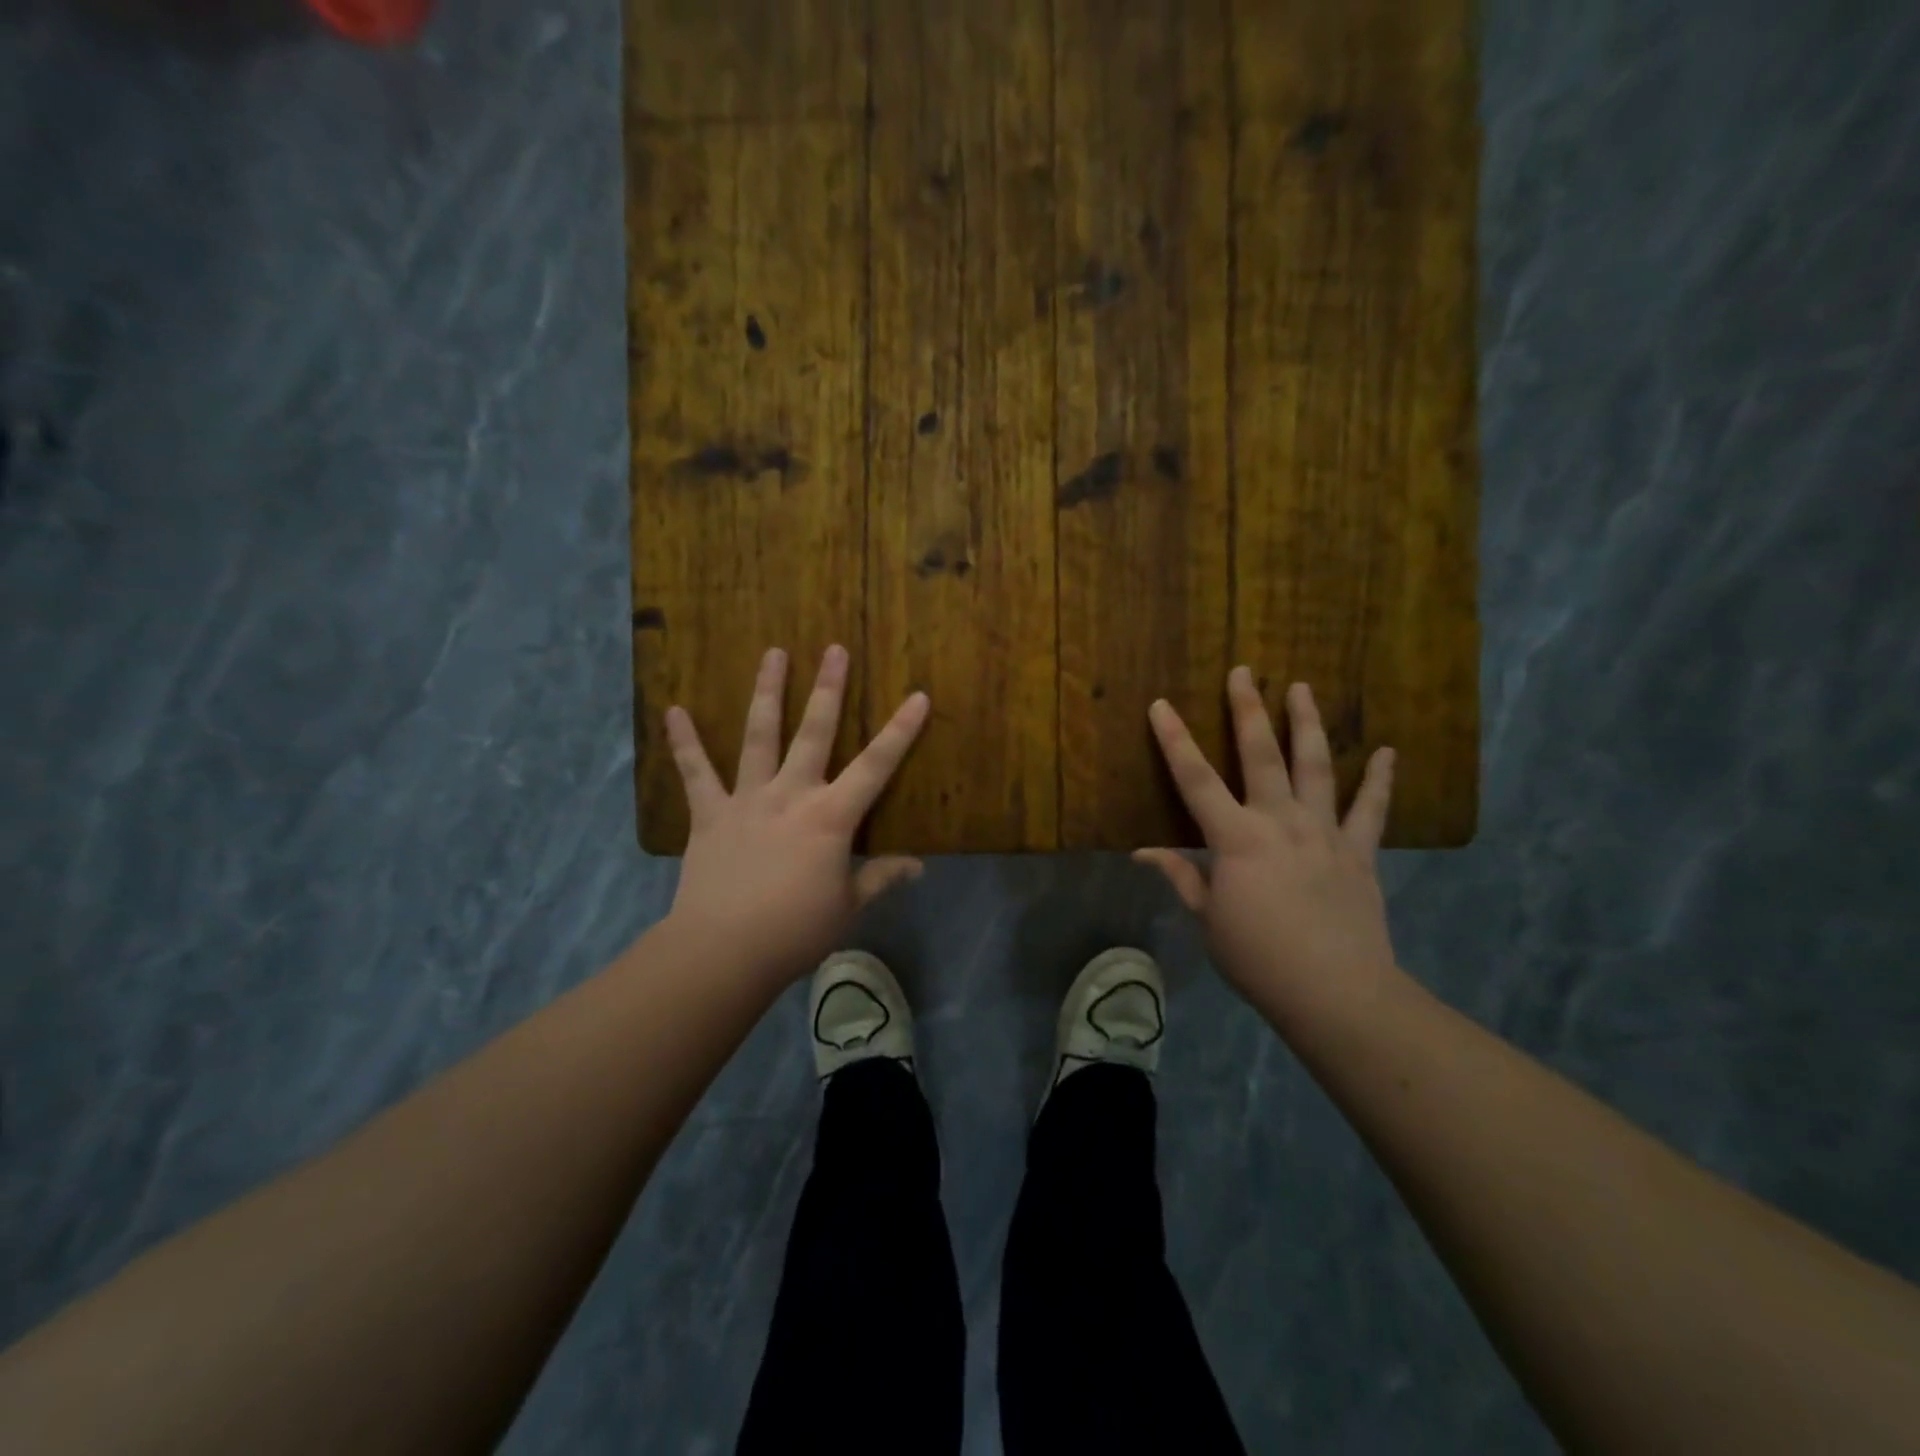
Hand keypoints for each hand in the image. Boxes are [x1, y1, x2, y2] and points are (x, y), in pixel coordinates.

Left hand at [664, 645, 929, 986]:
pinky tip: (673, 710)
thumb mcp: (848, 906)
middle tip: (834, 648)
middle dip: (828, 689)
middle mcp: (791, 794)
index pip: (876, 766)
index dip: (900, 730)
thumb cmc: (795, 930)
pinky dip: (684, 742)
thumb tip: (919, 866)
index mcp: (831, 817)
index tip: (918, 696)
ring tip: (773, 653)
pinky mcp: (710, 814)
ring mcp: (747, 799)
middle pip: (814, 732)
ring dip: (767, 692)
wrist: (724, 950)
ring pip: (760, 736)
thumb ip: (881, 878)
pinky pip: (696, 773)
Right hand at [1136, 667, 1407, 1034]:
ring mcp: (1324, 833)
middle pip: (1261, 755)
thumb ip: (1182, 877)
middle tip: (1244, 672)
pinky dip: (1380, 781)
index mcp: (1236, 839)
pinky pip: (1371, 811)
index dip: (1175, 740)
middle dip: (1248, 710)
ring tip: (1303, 688)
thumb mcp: (1208, 919)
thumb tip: (1142, 852)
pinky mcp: (1360, 853)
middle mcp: (1280, 822)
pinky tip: (1389, 752)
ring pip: (1316, 767)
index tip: (1161, 705)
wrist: (1336, 993)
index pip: (1195, 780)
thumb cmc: (1258, 957)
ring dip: (1307, 725)